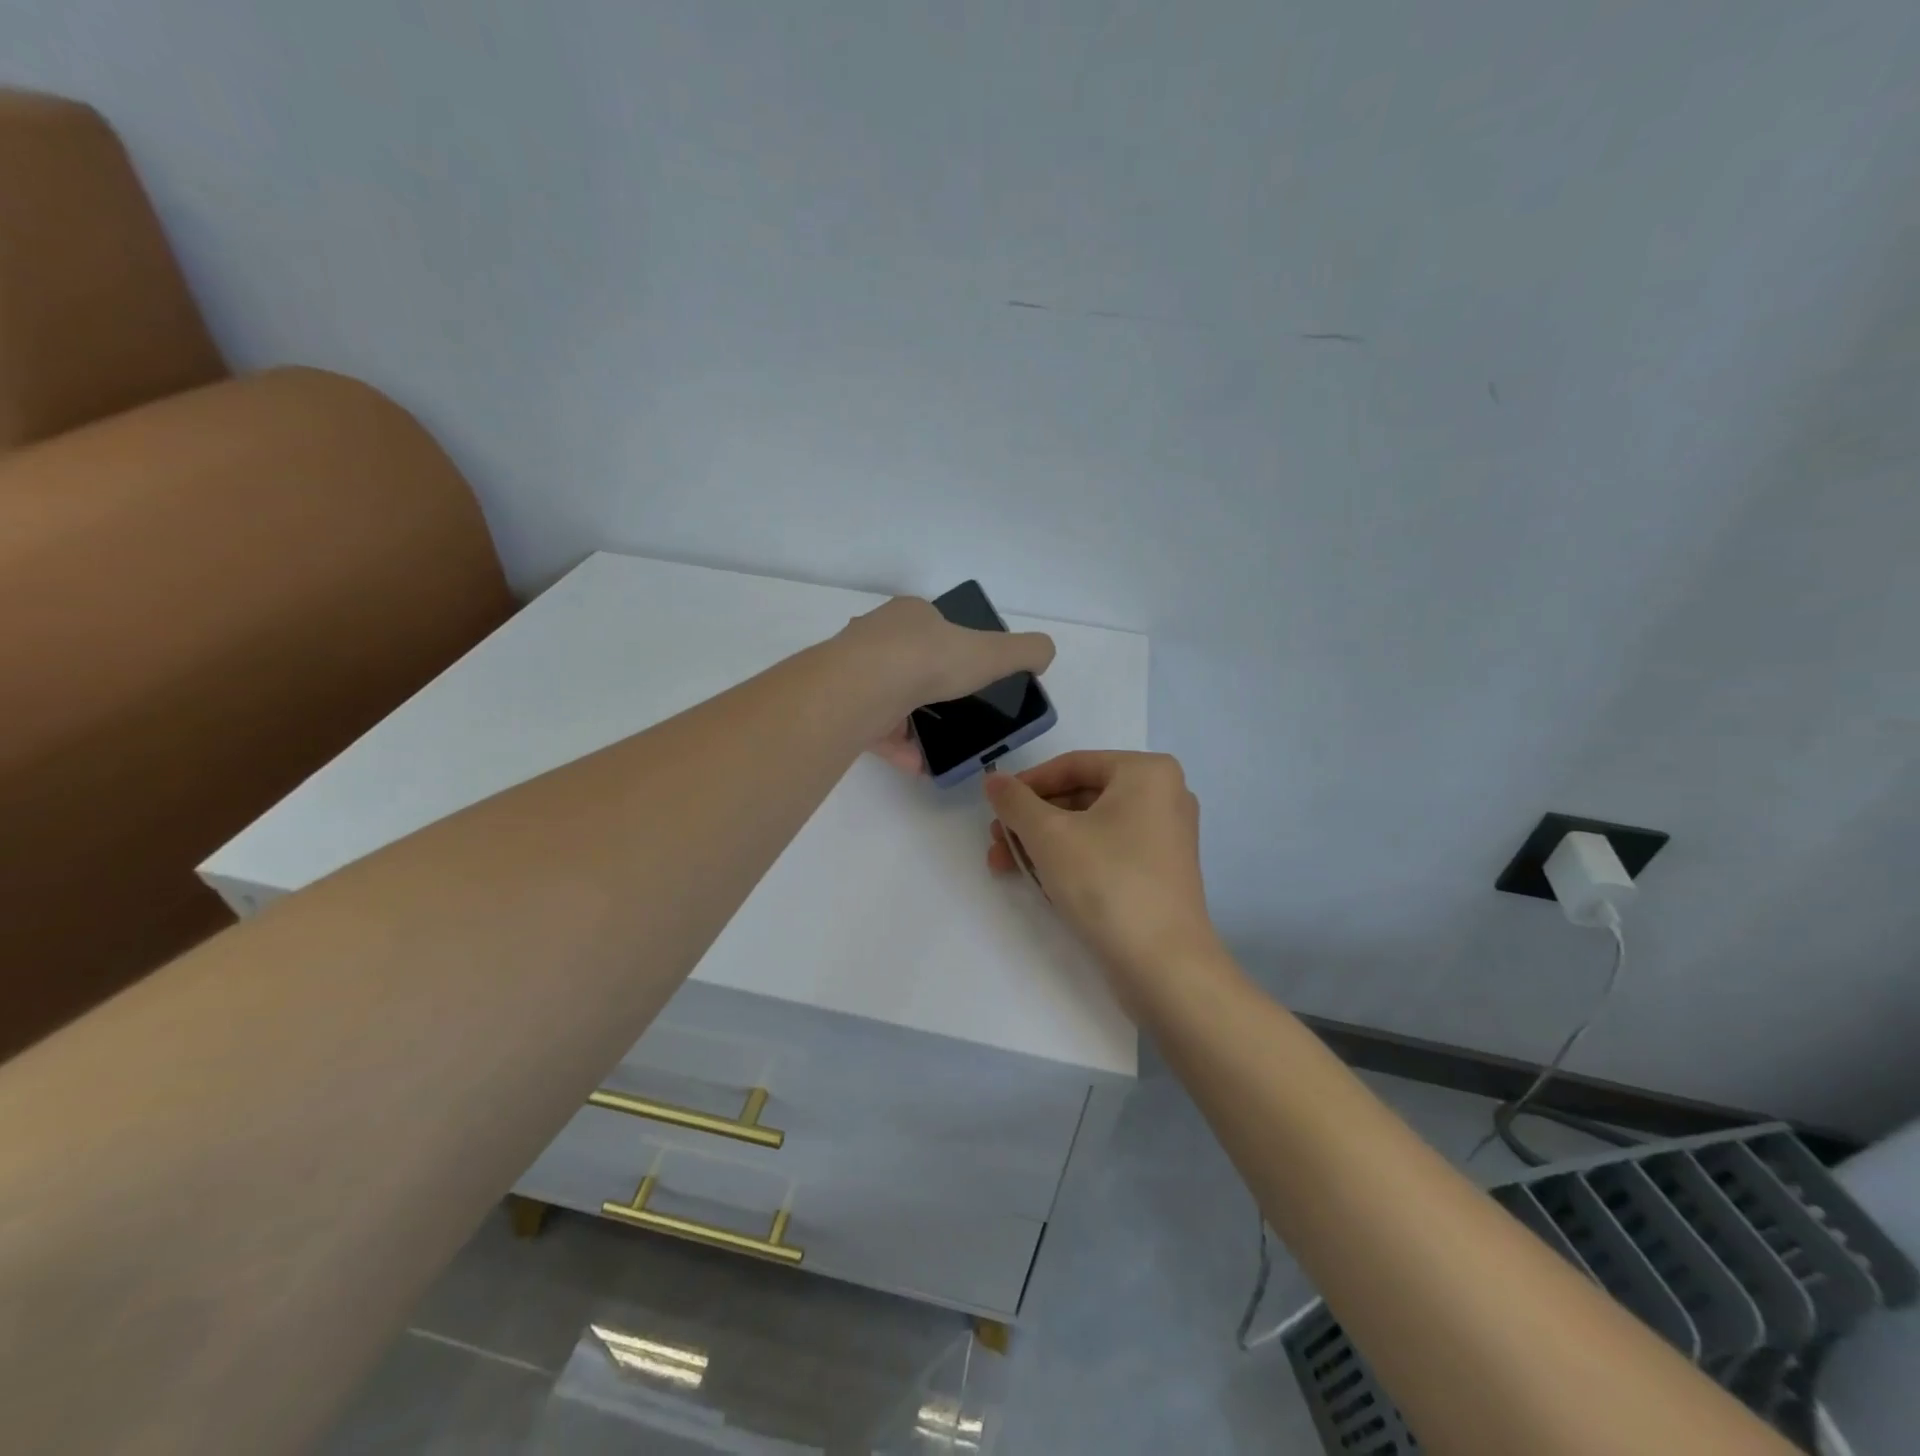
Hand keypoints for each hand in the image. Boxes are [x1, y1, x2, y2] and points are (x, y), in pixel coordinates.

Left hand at [837, 597, 1053, 767]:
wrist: (866, 688)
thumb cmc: (930, 659)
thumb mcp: (993, 652)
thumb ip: (1026, 651)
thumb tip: (1044, 654)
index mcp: (910, 614)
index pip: (932, 625)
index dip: (953, 646)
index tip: (971, 671)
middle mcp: (876, 637)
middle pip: (907, 660)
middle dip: (930, 684)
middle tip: (957, 709)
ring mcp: (856, 672)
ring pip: (889, 696)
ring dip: (914, 720)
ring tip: (941, 742)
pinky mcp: (845, 707)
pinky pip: (876, 730)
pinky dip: (899, 747)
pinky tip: (921, 764)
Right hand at [983, 751, 1221, 989]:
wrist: (1164, 966)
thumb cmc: (1107, 883)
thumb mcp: (1049, 835)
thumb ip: (1015, 802)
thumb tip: (994, 779)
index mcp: (1147, 772)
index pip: (1072, 765)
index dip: (1026, 785)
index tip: (994, 807)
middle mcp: (1163, 796)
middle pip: (1080, 796)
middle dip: (1031, 821)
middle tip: (997, 842)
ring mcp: (1165, 837)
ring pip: (1090, 827)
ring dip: (1044, 843)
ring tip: (1006, 866)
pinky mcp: (1160, 872)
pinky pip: (1107, 851)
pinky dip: (1072, 860)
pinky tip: (1041, 881)